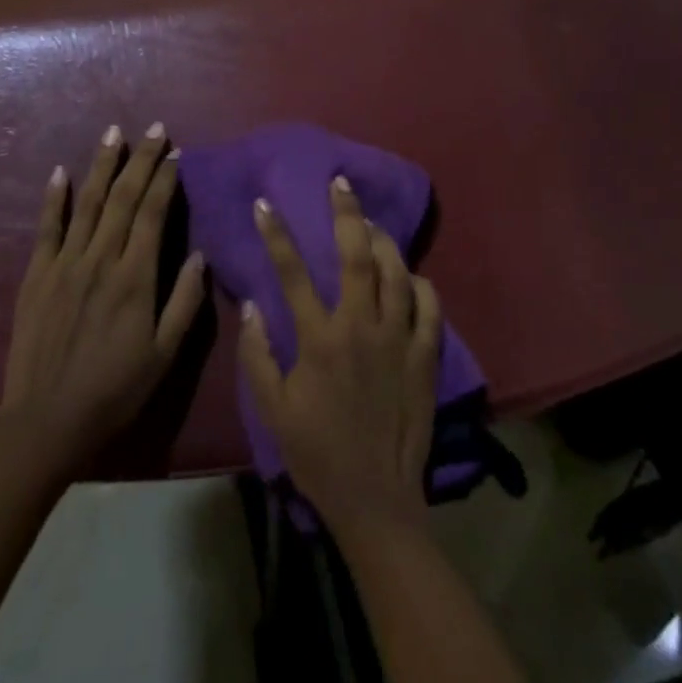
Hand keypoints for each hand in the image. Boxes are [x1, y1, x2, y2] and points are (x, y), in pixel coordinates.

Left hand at [0, 123, 208, 476]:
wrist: (47, 422)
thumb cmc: (115, 390)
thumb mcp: (164, 354)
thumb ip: (184, 302)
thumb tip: (198, 255)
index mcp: (135, 278)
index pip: (153, 214)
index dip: (166, 180)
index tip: (175, 153)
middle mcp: (100, 260)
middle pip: (123, 198)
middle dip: (140, 160)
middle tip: (153, 129)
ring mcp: (64, 265)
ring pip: (88, 204)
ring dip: (102, 166)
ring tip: (113, 133)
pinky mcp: (37, 276)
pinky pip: (46, 229)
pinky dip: (54, 199)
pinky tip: (61, 173)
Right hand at [238, 176, 442, 538]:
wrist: (374, 497)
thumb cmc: (317, 453)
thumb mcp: (273, 410)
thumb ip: (258, 354)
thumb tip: (251, 305)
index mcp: (320, 339)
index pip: (292, 273)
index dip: (276, 235)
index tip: (265, 204)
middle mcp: (362, 327)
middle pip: (357, 256)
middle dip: (347, 214)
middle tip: (341, 184)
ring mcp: (399, 339)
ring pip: (397, 273)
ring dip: (384, 242)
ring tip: (372, 224)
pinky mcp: (425, 356)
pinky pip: (430, 307)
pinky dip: (422, 285)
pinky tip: (413, 277)